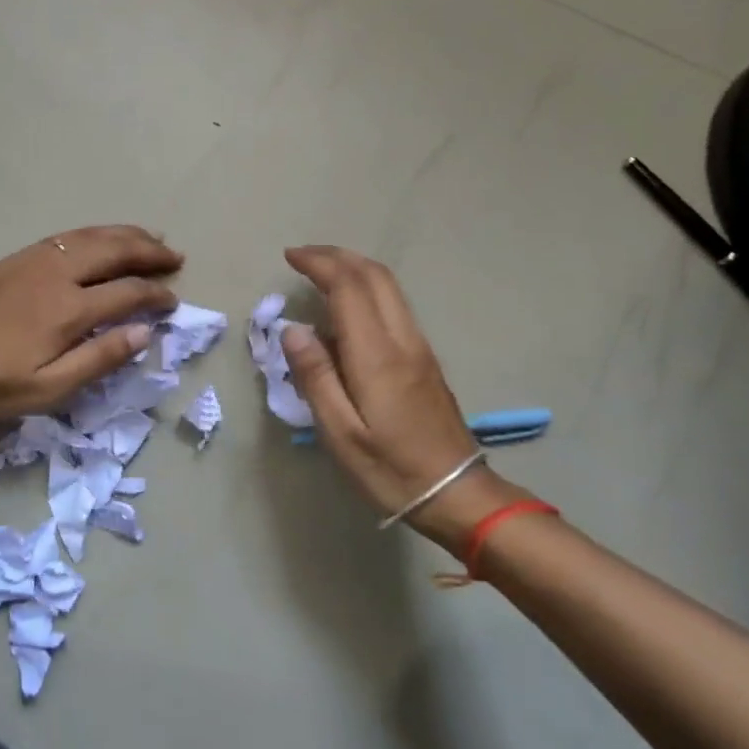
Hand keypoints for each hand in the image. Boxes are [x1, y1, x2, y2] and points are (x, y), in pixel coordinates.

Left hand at [0, 226, 182, 420]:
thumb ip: (100, 358)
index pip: (128, 292)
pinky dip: (92, 234)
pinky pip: (64, 237)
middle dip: (149, 251)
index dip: (156, 295)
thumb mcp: (50, 388)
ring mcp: (33, 261)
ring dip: (124, 234)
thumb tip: (144, 332)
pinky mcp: (14, 259)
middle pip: (114, 250)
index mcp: (69, 309)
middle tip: (175, 256)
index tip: (173, 301)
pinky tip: (99, 239)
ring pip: (89, 236)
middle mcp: (56, 274)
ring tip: (150, 236)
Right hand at [281, 246, 525, 555]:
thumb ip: (316, 378)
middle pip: (374, 276)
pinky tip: (347, 309)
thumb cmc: (391, 469)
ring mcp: (419, 347)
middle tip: (302, 256)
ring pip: (389, 288)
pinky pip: (394, 306)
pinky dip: (367, 289)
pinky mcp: (426, 359)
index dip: (319, 264)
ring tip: (321, 272)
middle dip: (337, 256)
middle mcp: (402, 340)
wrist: (458, 492)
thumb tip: (293, 330)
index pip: (348, 288)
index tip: (290, 257)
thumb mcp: (341, 434)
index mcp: (377, 356)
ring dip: (354, 269)